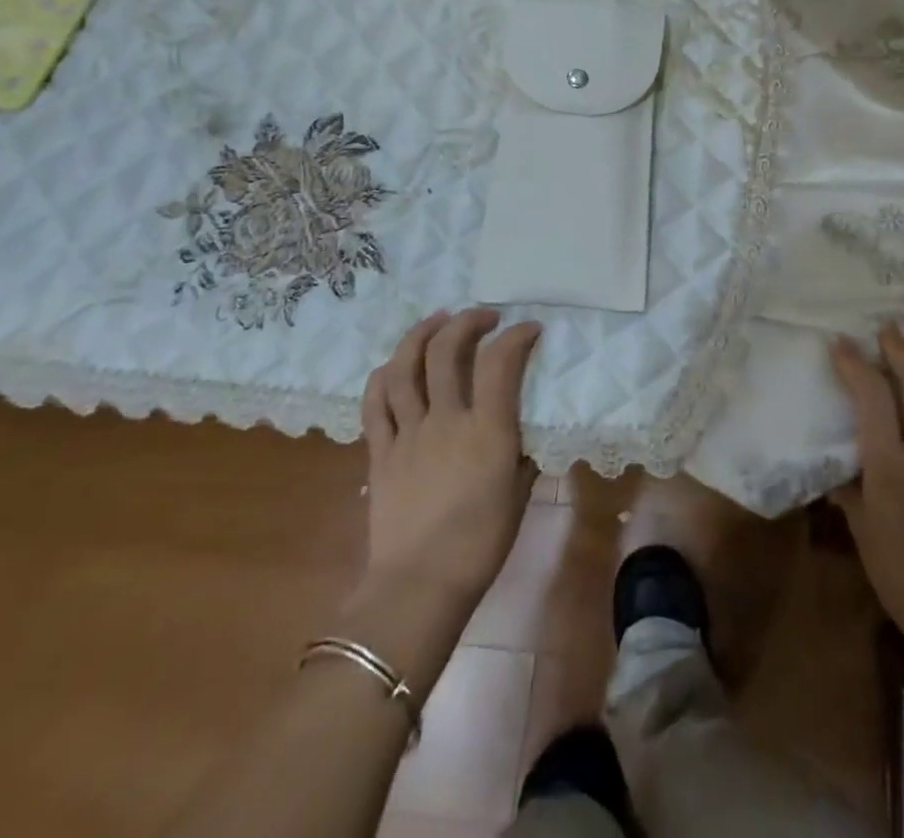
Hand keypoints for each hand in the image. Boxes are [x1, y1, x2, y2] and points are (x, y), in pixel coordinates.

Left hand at [355, 308, 539, 615]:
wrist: (419, 586)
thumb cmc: (481, 544)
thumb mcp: (519, 492)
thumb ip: (521, 453)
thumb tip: (522, 431)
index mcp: (486, 430)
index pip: (501, 362)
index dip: (517, 336)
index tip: (529, 329)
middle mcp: (445, 420)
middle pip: (447, 351)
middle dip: (467, 322)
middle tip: (483, 317)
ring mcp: (407, 433)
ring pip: (404, 368)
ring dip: (421, 335)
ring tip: (437, 321)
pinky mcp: (380, 452)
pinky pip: (374, 404)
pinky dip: (382, 377)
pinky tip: (393, 365)